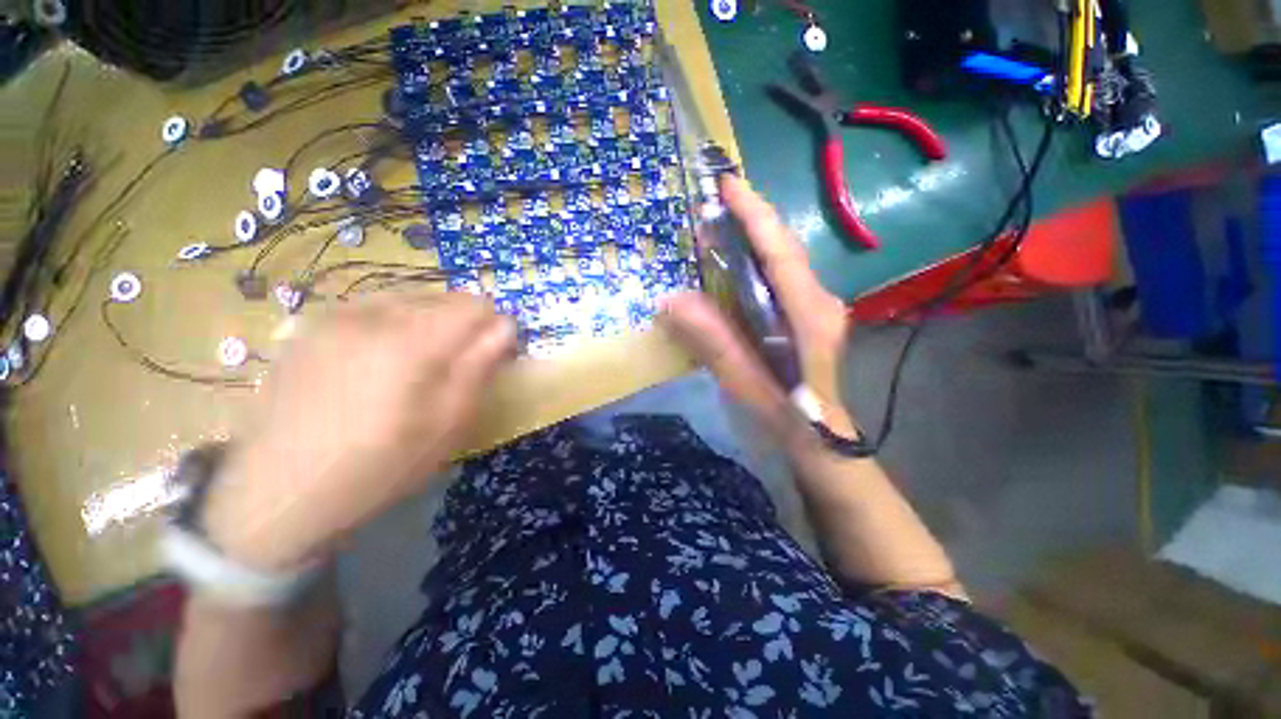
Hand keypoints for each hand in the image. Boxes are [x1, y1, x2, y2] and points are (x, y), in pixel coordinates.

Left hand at [204, 294, 516, 571]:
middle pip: (443, 297)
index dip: (493, 326)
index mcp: (410, 341)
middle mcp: (371, 314)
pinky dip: (394, 322)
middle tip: (456, 365)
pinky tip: (380, 358)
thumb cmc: (378, 465)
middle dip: (463, 324)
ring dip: (429, 321)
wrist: (278, 492)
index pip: (476, 305)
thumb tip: (506, 326)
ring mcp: (334, 315)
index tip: (492, 354)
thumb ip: (480, 366)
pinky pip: (372, 306)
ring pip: (408, 297)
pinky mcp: (310, 325)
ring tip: (418, 363)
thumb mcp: (447, 423)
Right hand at [661, 176, 855, 447]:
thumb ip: (711, 340)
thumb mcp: (745, 380)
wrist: (822, 438)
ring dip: (754, 239)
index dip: (755, 214)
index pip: (780, 249)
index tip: (728, 184)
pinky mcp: (811, 315)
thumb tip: (671, 299)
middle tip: (715, 202)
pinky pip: (782, 278)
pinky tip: (736, 264)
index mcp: (809, 312)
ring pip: (785, 260)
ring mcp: (819, 307)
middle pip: (785, 247)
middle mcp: (820, 300)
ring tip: (721, 225)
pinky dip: (758, 263)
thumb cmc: (786, 414)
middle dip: (753, 219)